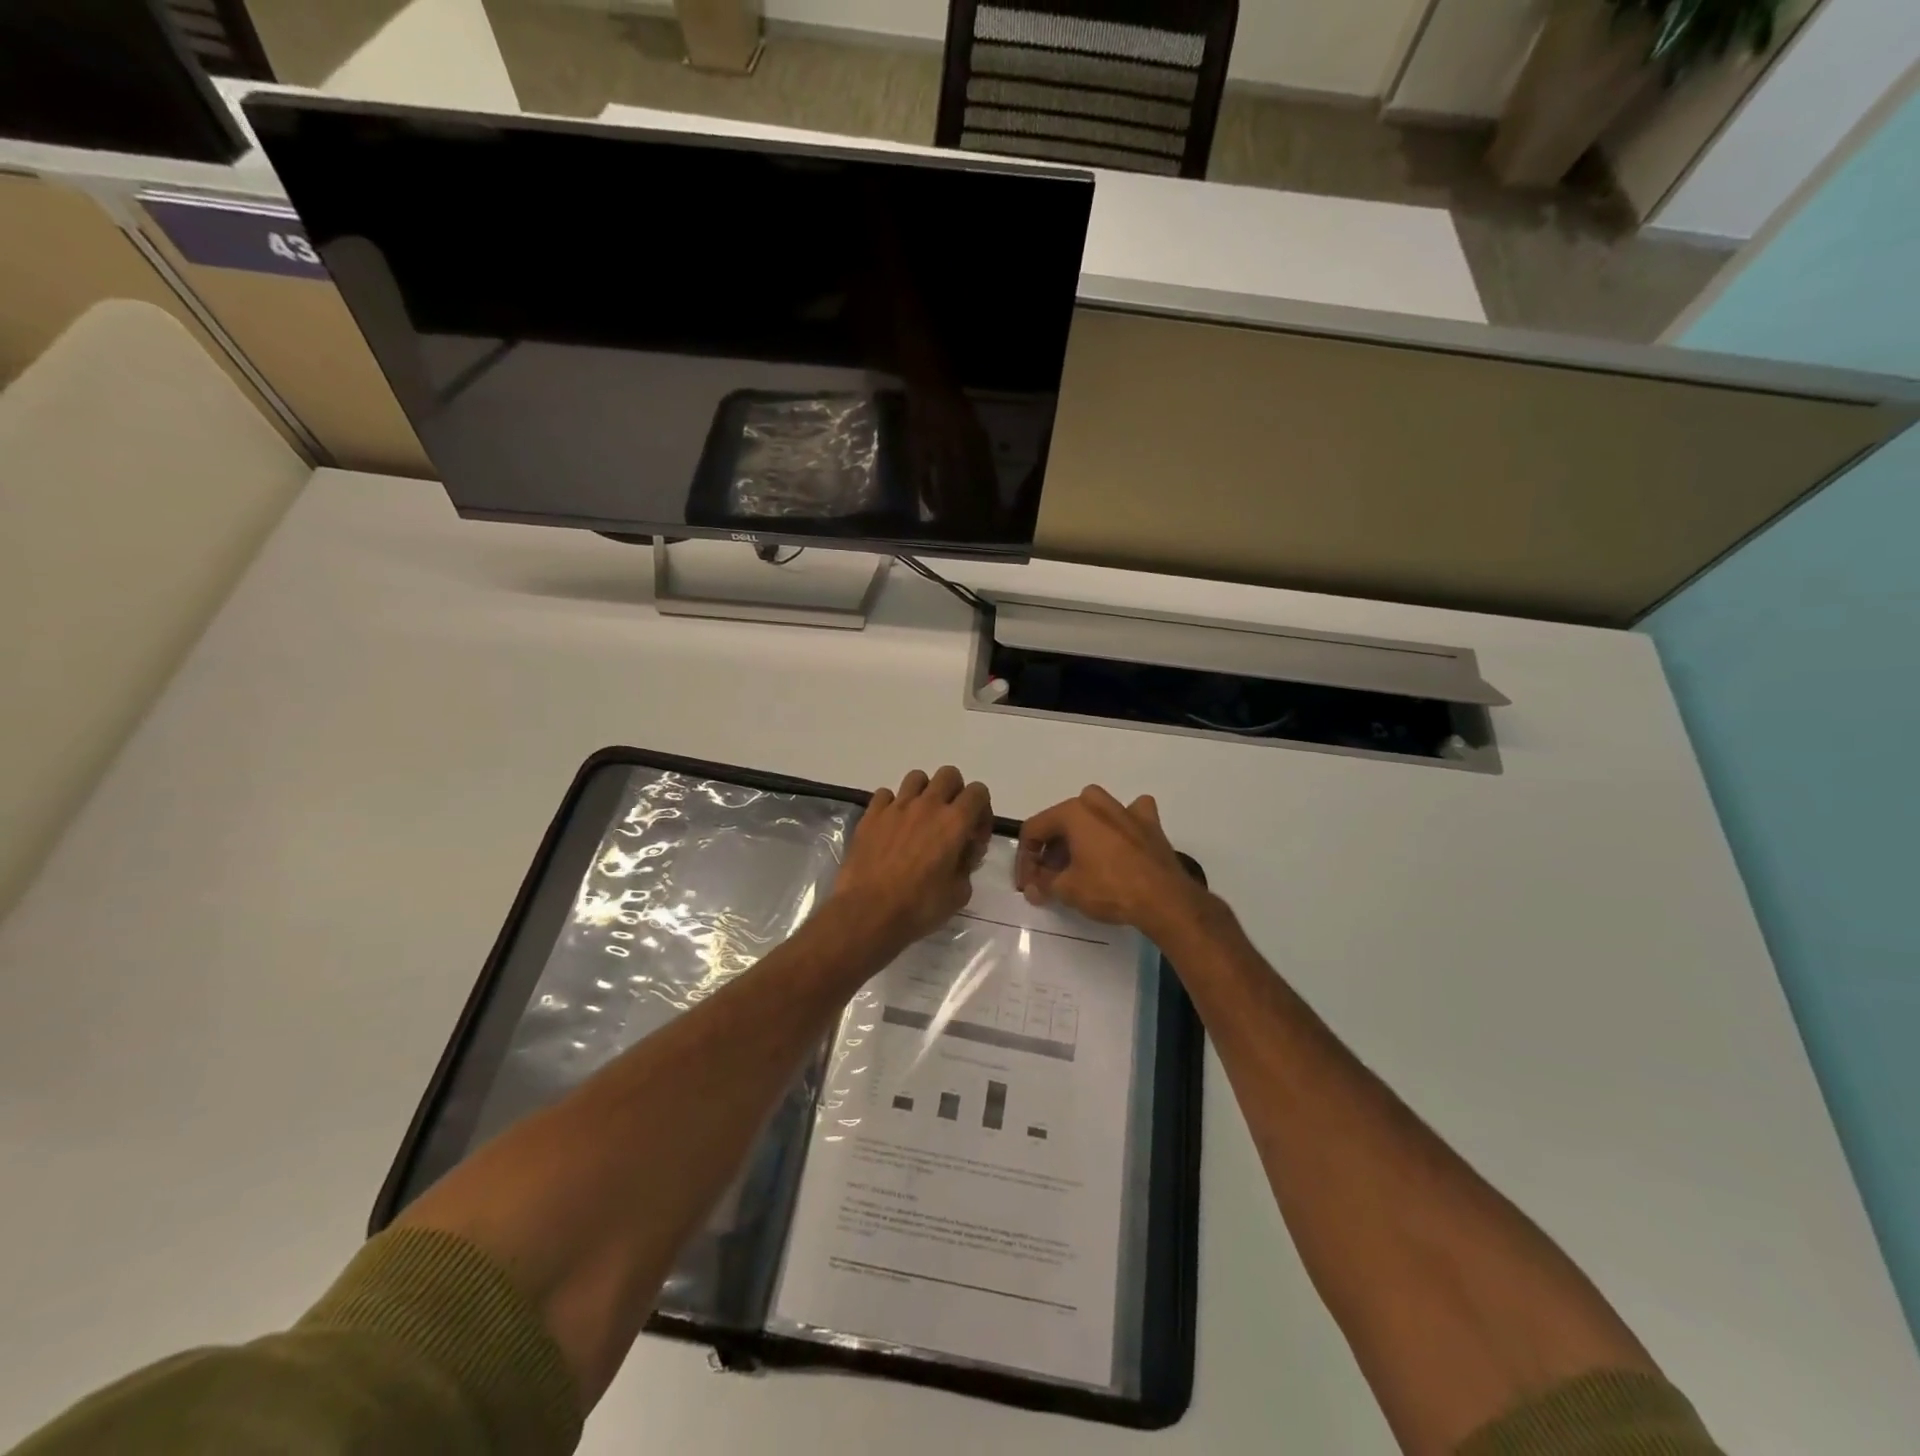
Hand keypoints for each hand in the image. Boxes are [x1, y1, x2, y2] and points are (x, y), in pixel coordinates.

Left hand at [833, 766, 992, 946]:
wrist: (868, 912)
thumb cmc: (919, 907)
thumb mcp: (959, 894)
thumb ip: (967, 865)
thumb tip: (962, 852)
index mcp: (955, 822)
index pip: (978, 792)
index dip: (982, 811)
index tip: (974, 836)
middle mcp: (927, 805)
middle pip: (948, 775)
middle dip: (955, 792)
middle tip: (950, 821)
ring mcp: (896, 807)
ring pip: (917, 778)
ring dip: (924, 793)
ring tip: (919, 819)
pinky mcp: (871, 814)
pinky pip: (885, 794)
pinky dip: (892, 804)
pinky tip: (891, 826)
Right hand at [1015, 786, 1197, 931]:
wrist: (1164, 899)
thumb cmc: (1109, 889)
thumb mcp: (1067, 890)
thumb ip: (1043, 884)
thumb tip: (1033, 887)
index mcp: (1073, 812)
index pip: (1035, 829)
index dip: (1025, 858)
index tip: (1027, 883)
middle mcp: (1097, 802)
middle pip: (1062, 821)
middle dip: (1051, 848)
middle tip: (1050, 877)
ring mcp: (1126, 810)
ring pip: (1094, 813)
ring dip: (1081, 834)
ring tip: (1079, 861)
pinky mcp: (1150, 824)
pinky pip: (1130, 815)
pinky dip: (1121, 825)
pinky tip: (1120, 840)